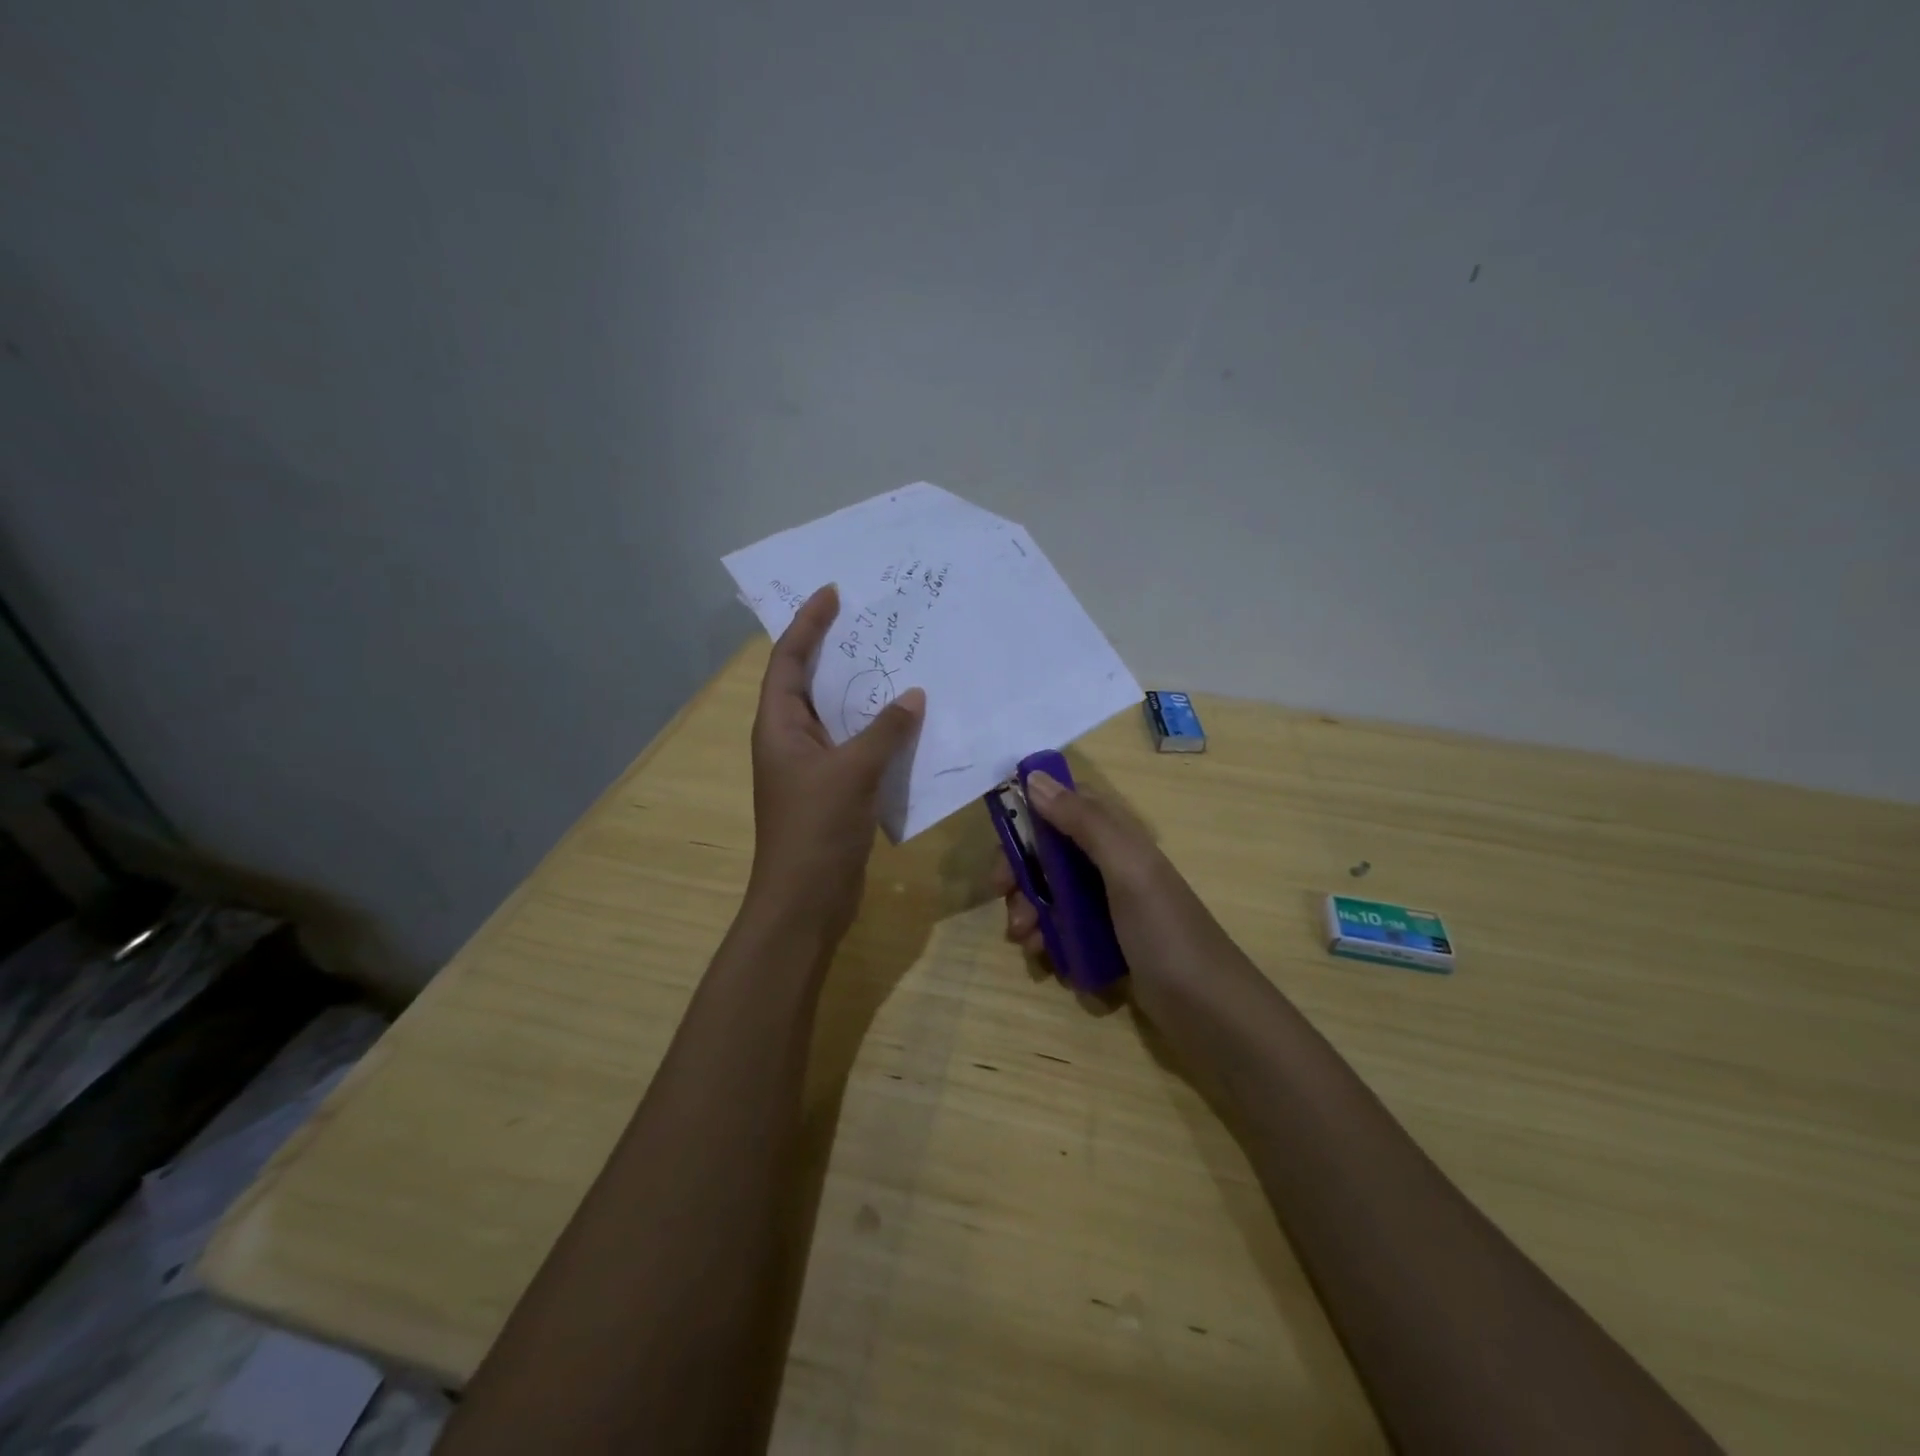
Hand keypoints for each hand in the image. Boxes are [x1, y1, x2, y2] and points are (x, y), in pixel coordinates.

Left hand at [747, 585, 926, 940]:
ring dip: (865, 692)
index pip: (789, 660)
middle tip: (874, 622)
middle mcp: (790, 738)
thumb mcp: (852, 771)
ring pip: (839, 716)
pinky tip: (910, 722)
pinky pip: (857, 746)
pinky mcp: (834, 790)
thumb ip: (885, 730)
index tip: (833, 592)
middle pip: (812, 682)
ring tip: (899, 662)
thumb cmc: (815, 828)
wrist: (806, 900)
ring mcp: (812, 766)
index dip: (808, 623)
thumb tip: (913, 695)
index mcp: (779, 725)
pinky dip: (880, 731)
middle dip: (839, 651)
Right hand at [992, 771, 1242, 1016]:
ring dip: (1030, 911)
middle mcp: (1111, 865)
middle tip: (1004, 899)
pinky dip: (1048, 939)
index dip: (1030, 816)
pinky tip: (1047, 960)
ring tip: (1027, 941)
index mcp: (1118, 838)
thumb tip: (1033, 778)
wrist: (1209, 1010)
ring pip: (1052, 893)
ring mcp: (1110, 905)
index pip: (1065, 806)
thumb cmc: (1164, 931)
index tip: (1001, 842)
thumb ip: (1082, 821)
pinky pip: (1064, 929)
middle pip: (1050, 853)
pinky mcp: (1107, 941)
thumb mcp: (1125, 868)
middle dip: (1022, 874)